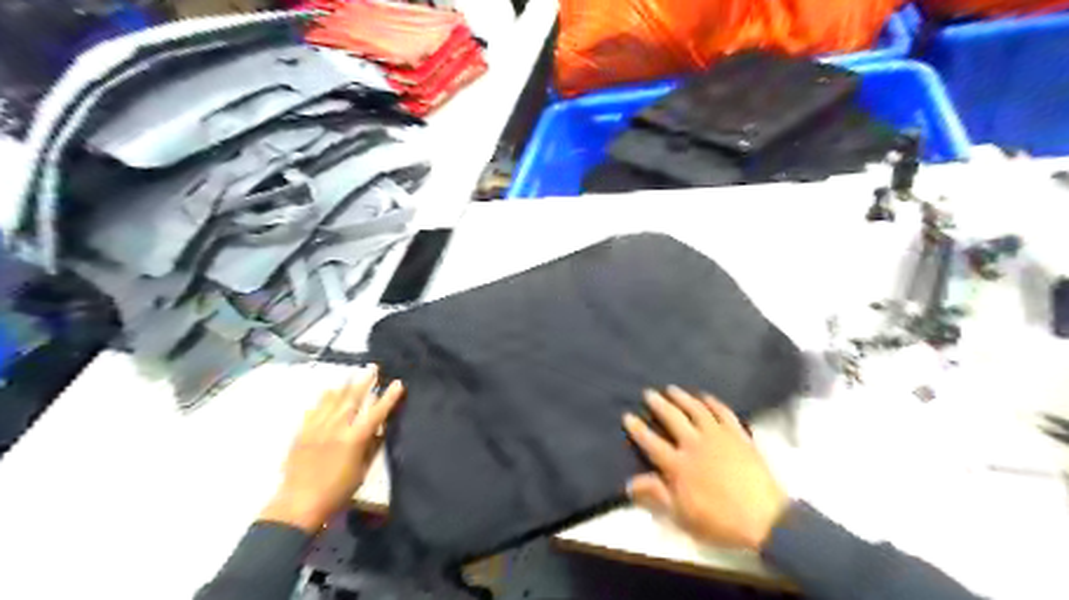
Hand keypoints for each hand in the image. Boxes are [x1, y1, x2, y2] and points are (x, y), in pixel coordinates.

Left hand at [260, 365, 404, 533]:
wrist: (298, 504)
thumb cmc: (337, 491)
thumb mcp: (362, 470)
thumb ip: (371, 447)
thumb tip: (380, 429)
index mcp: (354, 439)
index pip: (376, 412)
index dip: (388, 397)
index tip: (398, 383)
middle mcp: (336, 428)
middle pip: (353, 398)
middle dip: (365, 381)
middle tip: (374, 367)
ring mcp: (316, 427)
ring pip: (332, 399)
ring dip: (345, 385)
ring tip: (353, 375)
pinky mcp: (302, 432)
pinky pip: (314, 409)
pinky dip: (324, 398)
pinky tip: (328, 392)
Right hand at [624, 386, 787, 550]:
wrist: (765, 520)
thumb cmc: (719, 521)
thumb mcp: (682, 516)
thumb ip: (656, 495)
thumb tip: (630, 483)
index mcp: (678, 465)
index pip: (651, 442)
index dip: (637, 428)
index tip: (627, 415)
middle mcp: (695, 444)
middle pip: (673, 418)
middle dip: (658, 404)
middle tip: (648, 392)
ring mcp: (718, 436)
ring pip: (697, 409)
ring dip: (683, 397)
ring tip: (672, 389)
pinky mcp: (738, 435)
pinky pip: (724, 412)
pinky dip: (713, 402)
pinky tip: (706, 397)